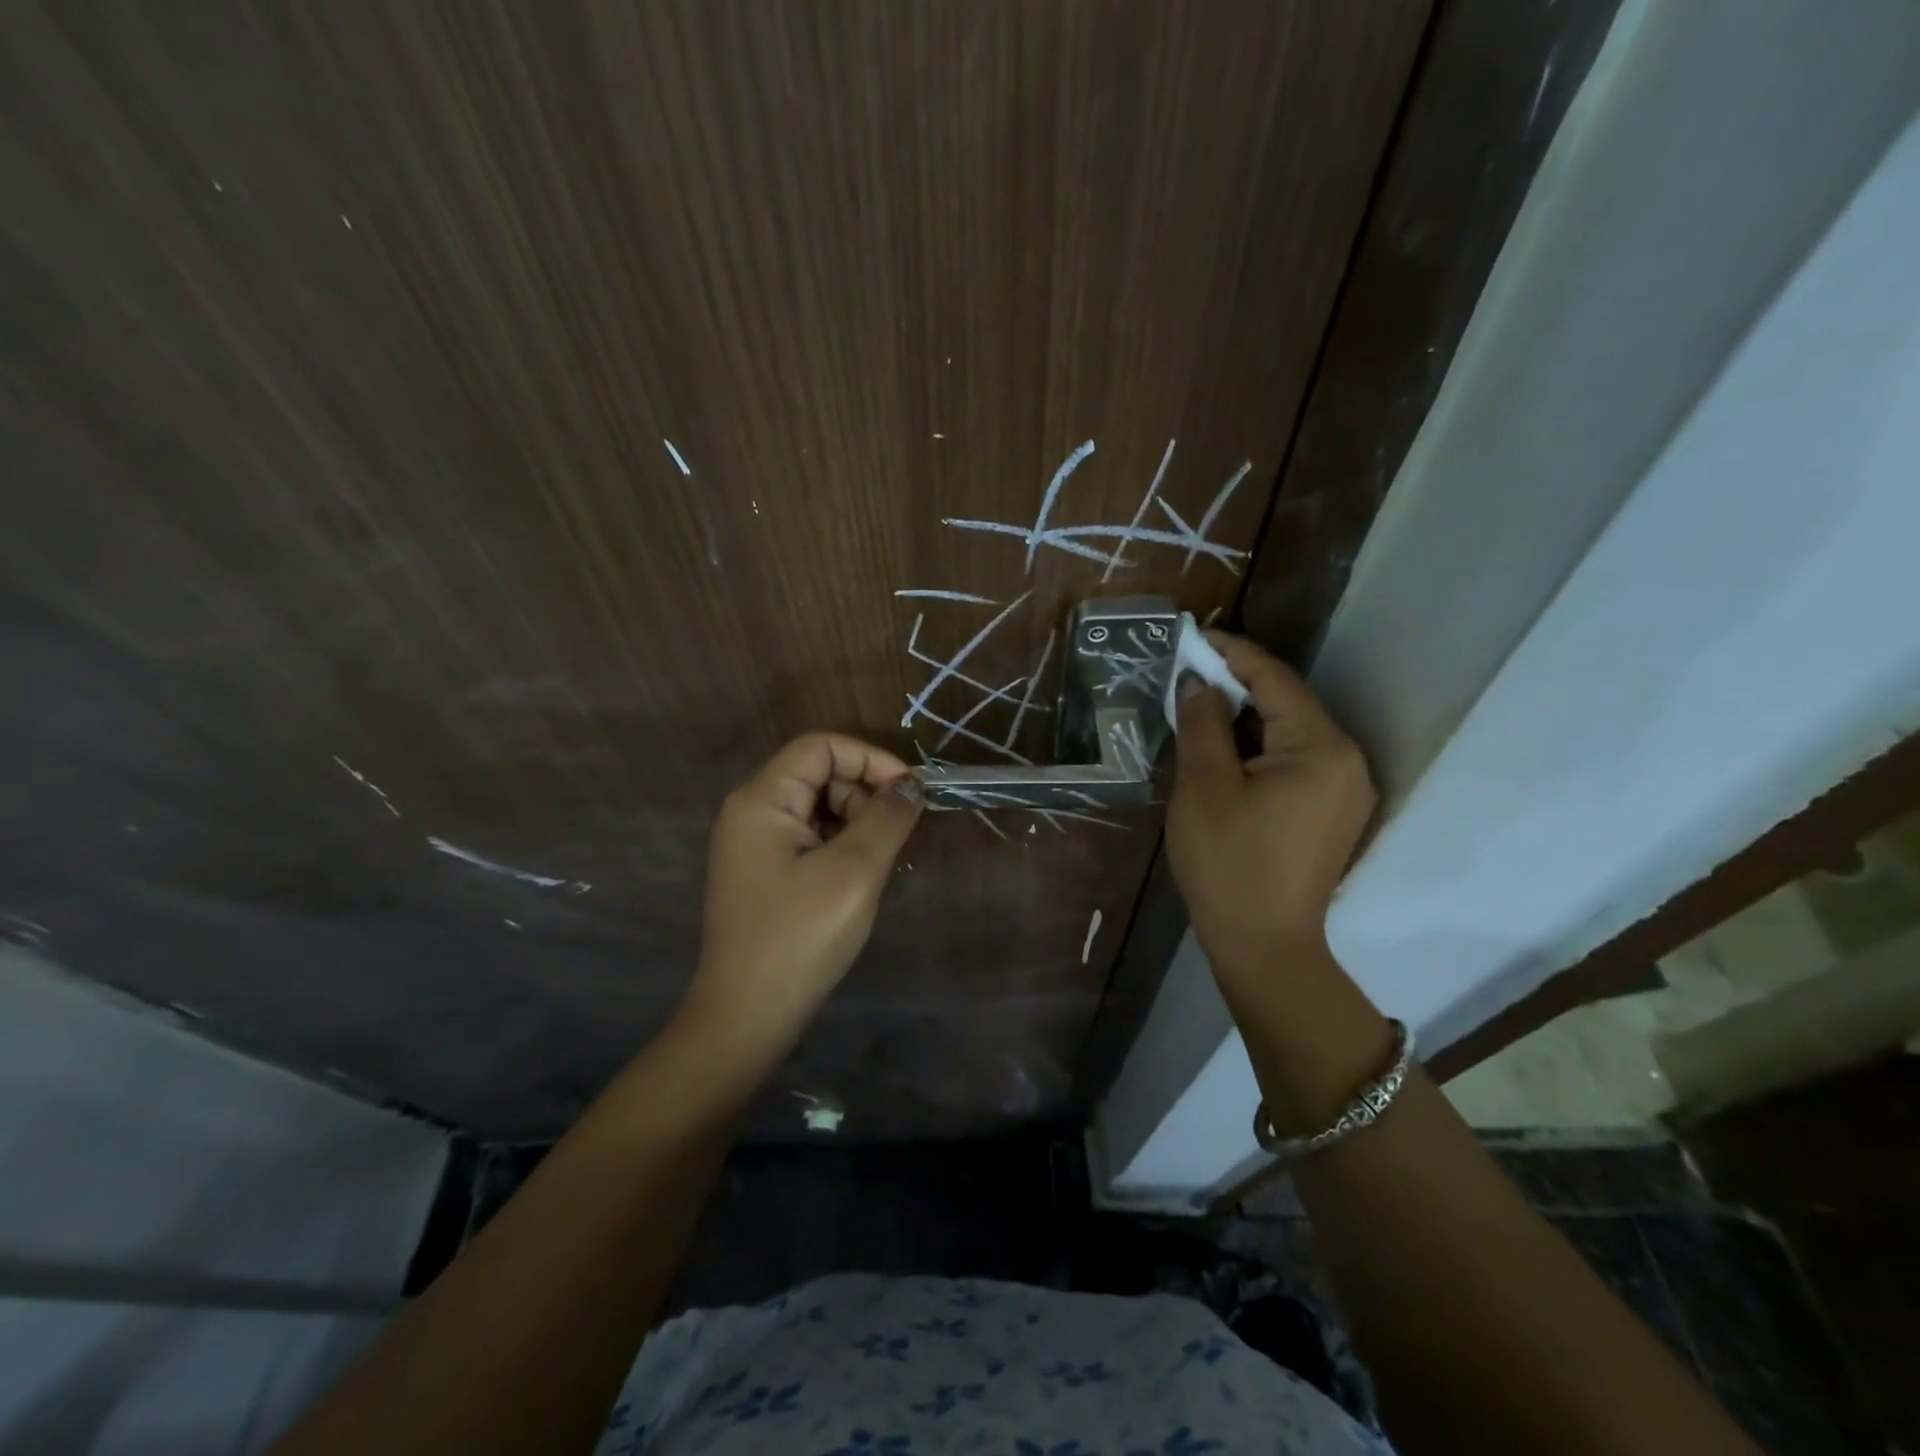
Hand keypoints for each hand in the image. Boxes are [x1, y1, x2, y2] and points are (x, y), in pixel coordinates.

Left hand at [680, 733, 922, 1058]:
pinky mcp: (765, 873)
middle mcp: (752, 812)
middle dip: (864, 793)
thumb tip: (912, 783)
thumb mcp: (855, 871)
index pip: (821, 747)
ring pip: (818, 807)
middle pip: (819, 774)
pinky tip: (860, 876)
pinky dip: (842, 845)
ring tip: (879, 861)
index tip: (911, 791)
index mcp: (762, 800)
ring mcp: (755, 845)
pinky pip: (810, 838)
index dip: (870, 758)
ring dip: (857, 821)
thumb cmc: (800, 936)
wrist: (748, 1017)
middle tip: (896, 834)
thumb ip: (888, 817)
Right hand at [1167, 632, 1376, 981]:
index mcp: (1322, 748)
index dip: (1232, 653)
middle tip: (1186, 673)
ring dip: (1245, 717)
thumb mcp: (1204, 786)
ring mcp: (1345, 789)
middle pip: (1287, 704)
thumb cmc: (1227, 862)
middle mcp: (1347, 760)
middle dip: (1236, 685)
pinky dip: (1258, 747)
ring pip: (1289, 732)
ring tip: (1197, 706)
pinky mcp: (1333, 811)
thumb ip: (1202, 723)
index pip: (1275, 681)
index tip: (1194, 635)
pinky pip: (1295, 760)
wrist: (1262, 945)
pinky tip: (1224, 749)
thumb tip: (1197, 681)